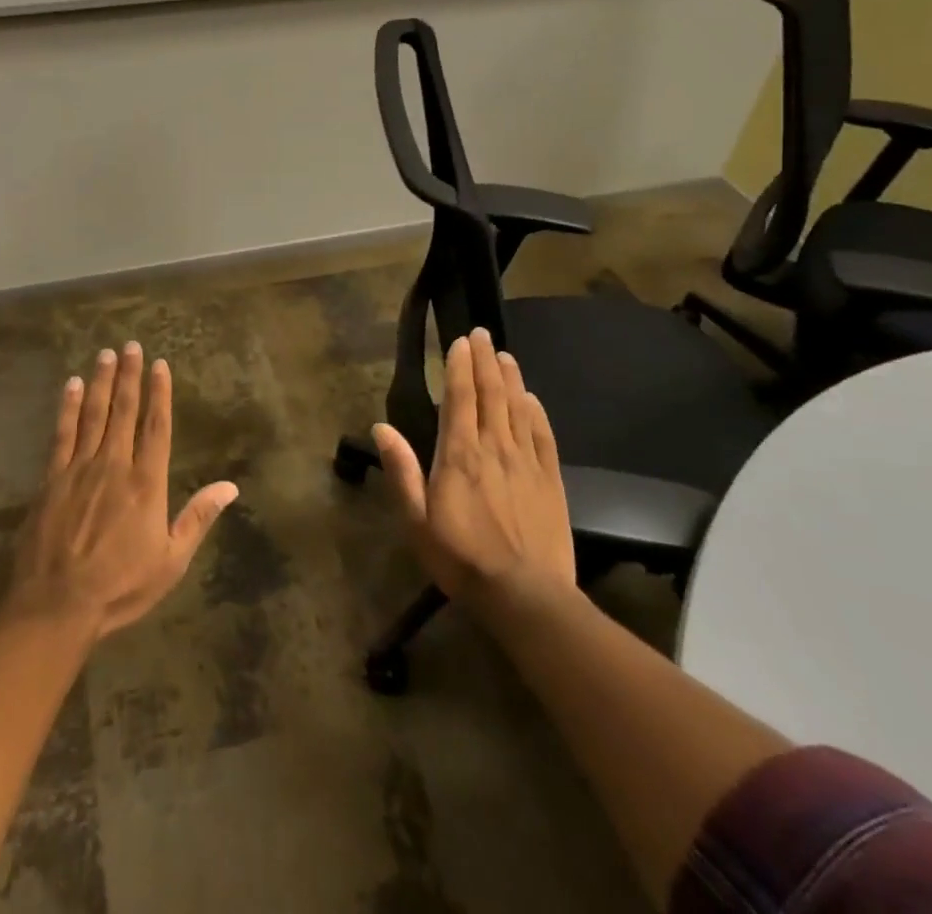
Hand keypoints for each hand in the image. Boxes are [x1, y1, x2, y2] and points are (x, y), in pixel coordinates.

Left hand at [6, 342, 238, 638]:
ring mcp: (80, 469)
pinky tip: (73, 386)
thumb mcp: (170, 561)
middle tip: (131, 345)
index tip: (160, 365)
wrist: (57, 605)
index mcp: (147, 483)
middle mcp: (114, 465)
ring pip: (94, 415)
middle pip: (124, 412)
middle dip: (130, 376)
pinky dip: (68, 407)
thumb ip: (198, 518)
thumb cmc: (120, 586)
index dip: (160, 394)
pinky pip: (62, 433)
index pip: (157, 427)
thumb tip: (231, 486)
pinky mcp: (51, 478)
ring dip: (102, 382)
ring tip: (106, 354)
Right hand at [372, 328, 576, 618]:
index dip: (460, 366)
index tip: (460, 341)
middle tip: (482, 334)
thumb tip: (381, 427)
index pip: (460, 398)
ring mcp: (526, 462)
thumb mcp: (417, 520)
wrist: (526, 596)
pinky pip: (544, 437)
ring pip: (518, 408)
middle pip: (491, 394)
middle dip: (485, 360)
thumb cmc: (461, 559)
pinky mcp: (551, 481)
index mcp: (459, 455)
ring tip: (505, 354)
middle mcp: (494, 448)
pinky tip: (532, 399)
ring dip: (510, 378)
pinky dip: (537, 413)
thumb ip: (401, 471)